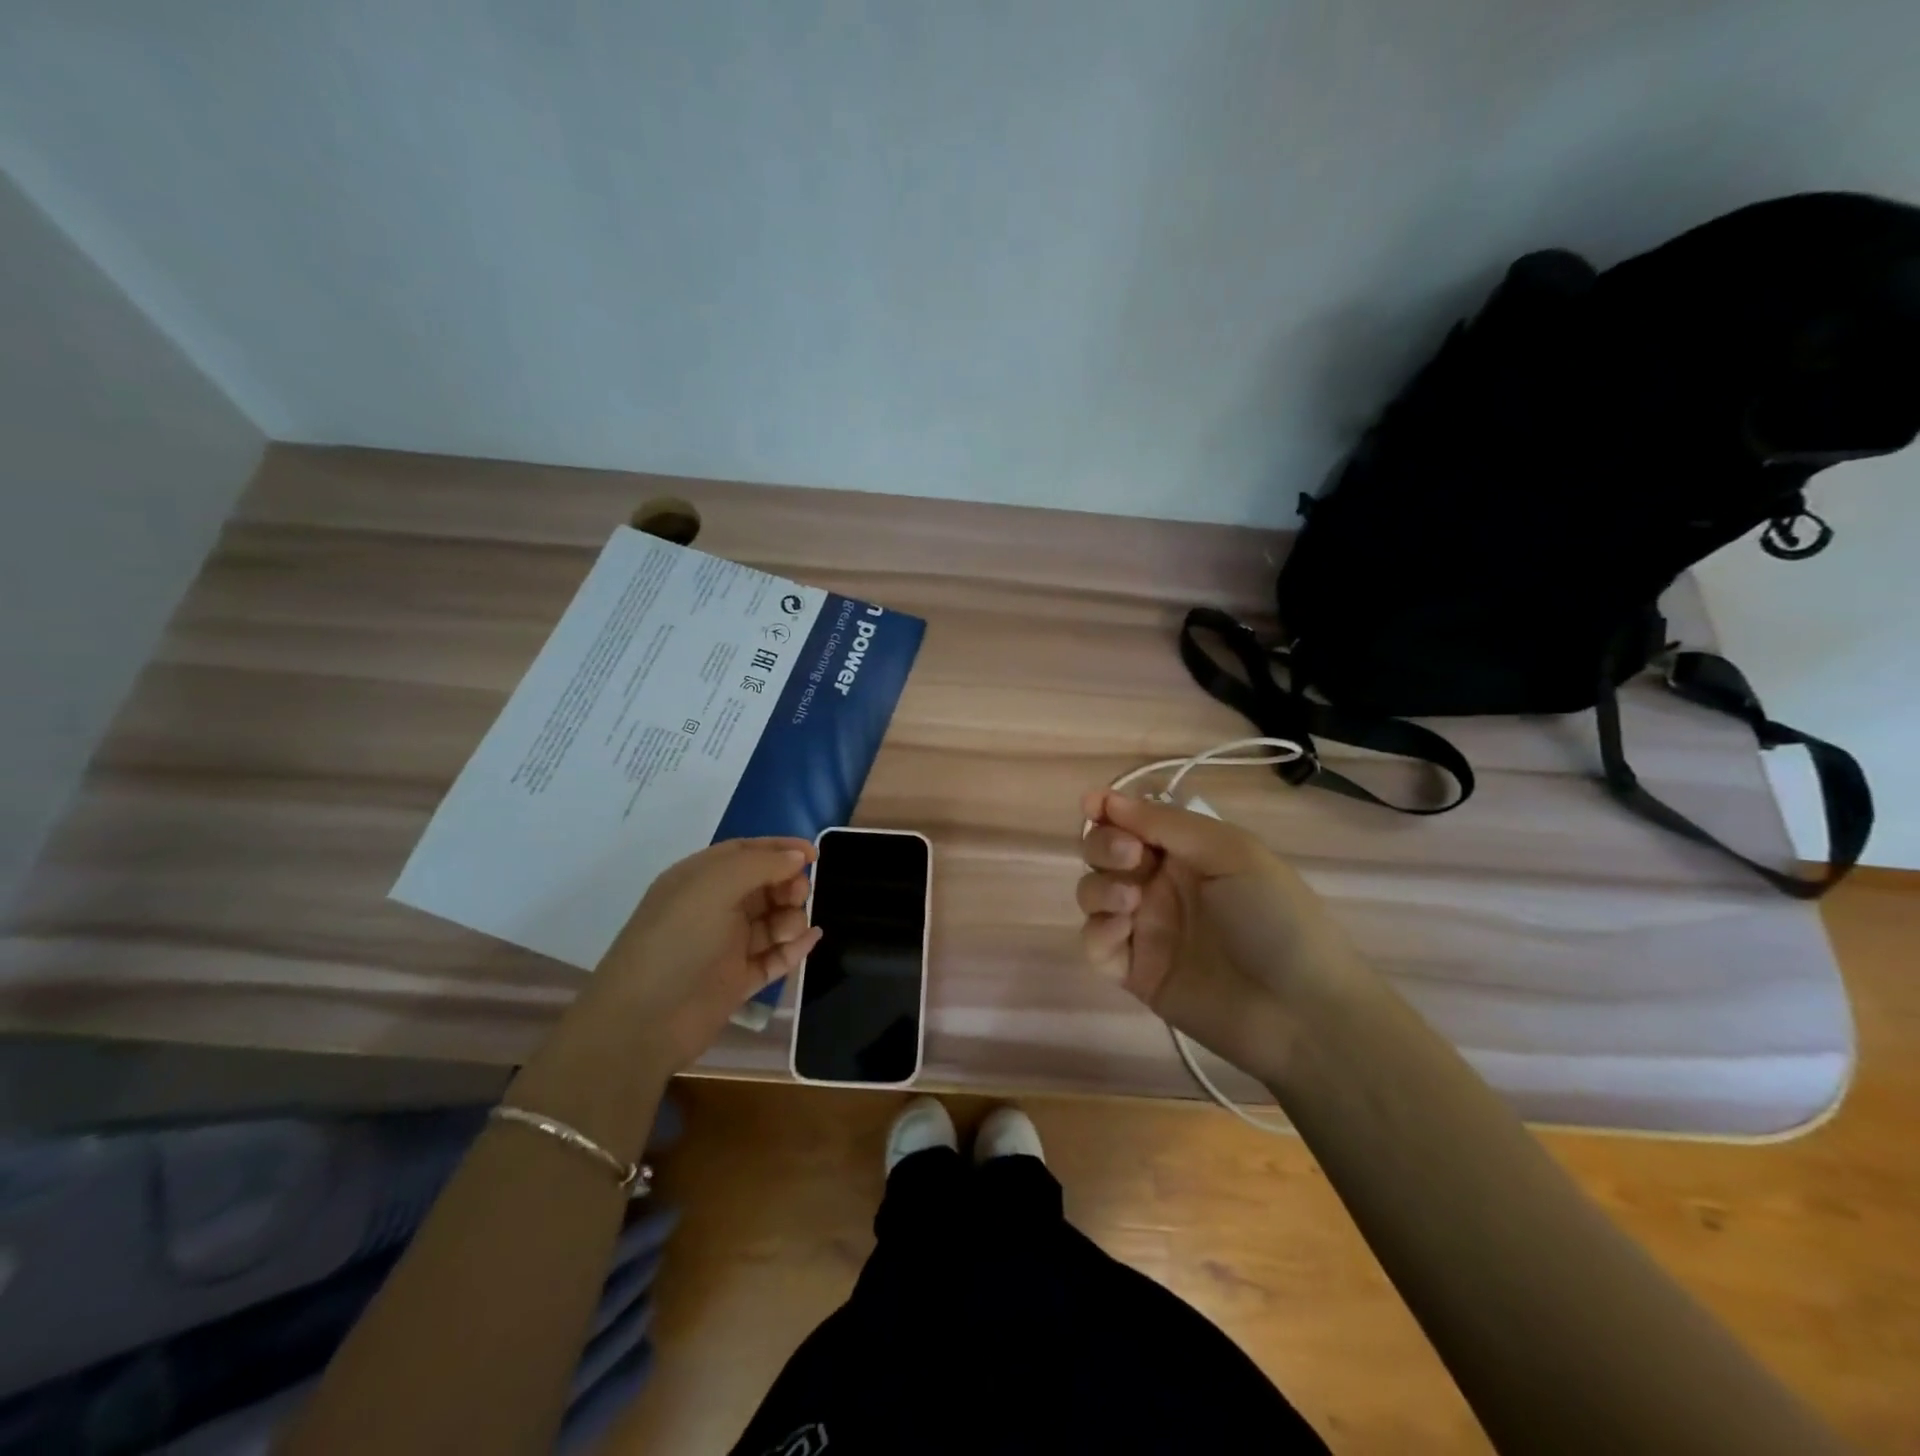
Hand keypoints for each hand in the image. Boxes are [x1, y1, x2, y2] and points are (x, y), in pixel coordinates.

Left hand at [584, 837, 821, 1070]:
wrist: (644, 1023)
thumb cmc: (678, 941)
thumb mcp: (715, 886)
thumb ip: (760, 864)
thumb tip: (798, 855)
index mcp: (699, 879)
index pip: (746, 852)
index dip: (780, 849)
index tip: (814, 854)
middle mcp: (713, 908)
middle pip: (764, 885)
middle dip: (788, 885)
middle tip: (798, 896)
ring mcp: (726, 946)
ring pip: (772, 921)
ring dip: (791, 918)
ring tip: (790, 930)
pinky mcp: (737, 980)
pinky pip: (774, 957)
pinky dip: (794, 947)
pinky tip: (810, 940)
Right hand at [1077, 790, 1359, 1081]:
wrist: (1299, 1011)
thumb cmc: (1275, 918)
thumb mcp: (1231, 853)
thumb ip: (1166, 824)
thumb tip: (1107, 798)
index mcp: (1186, 853)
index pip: (1133, 821)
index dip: (1107, 809)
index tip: (1091, 805)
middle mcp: (1160, 885)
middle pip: (1103, 852)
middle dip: (1104, 845)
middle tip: (1130, 857)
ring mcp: (1145, 928)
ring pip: (1093, 893)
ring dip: (1100, 887)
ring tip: (1131, 901)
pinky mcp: (1134, 972)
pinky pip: (1094, 943)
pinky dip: (1098, 931)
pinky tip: (1123, 932)